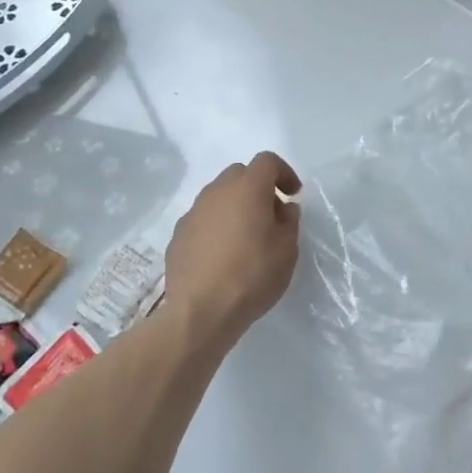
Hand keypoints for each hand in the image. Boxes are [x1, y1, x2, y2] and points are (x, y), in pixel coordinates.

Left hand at [164, 152, 301, 342]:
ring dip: (235, 206)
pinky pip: (203, 219)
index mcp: (247, 188)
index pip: (267, 161)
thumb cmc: (252, 276)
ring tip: (246, 237)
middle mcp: (217, 191)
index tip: (293, 194)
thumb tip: (283, 208)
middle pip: (240, 174)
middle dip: (258, 187)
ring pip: (218, 196)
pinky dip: (216, 226)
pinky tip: (222, 255)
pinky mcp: (178, 234)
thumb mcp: (287, 250)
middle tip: (270, 215)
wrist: (200, 311)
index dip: (283, 173)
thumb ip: (289, 222)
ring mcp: (193, 212)